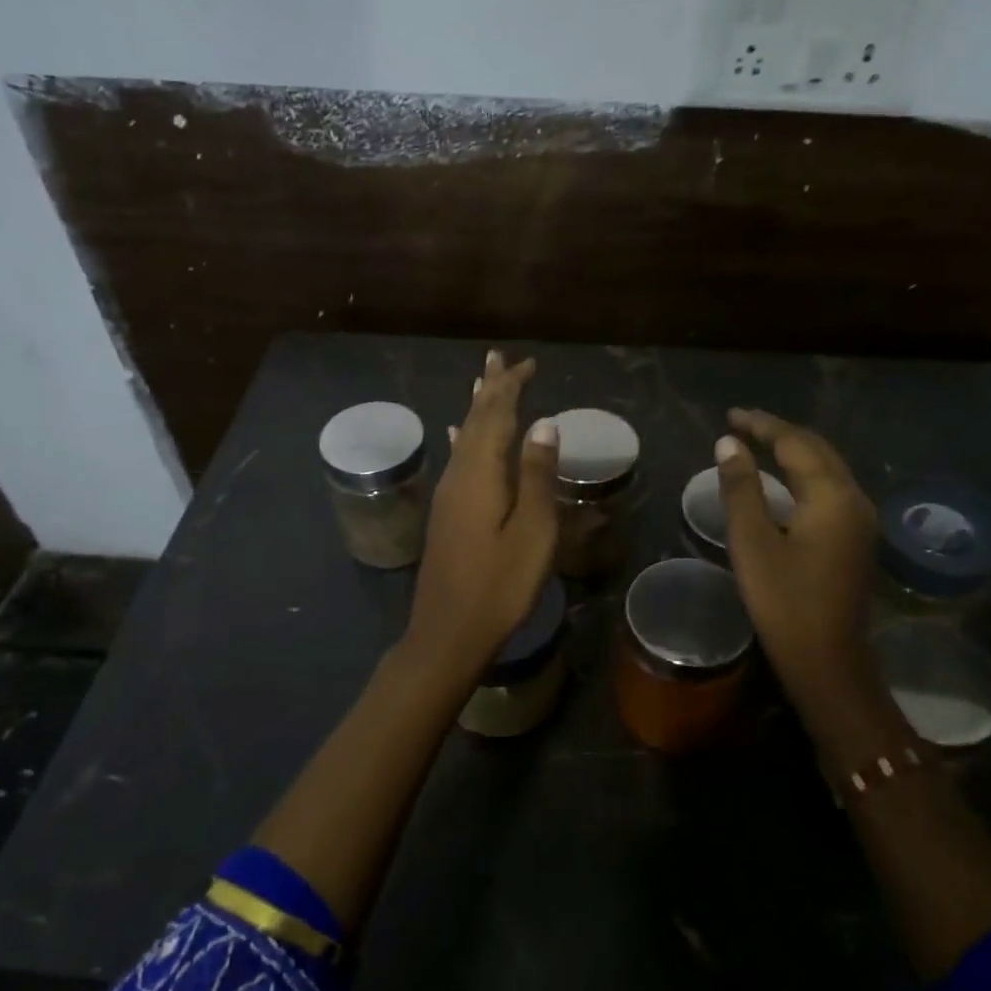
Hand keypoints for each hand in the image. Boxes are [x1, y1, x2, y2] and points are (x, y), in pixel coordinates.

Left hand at [403, 350, 558, 678]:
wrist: (448, 633)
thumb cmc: (499, 586)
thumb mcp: (531, 532)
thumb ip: (536, 476)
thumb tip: (543, 424)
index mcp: (480, 474)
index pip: (496, 416)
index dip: (510, 388)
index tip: (526, 363)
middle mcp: (458, 475)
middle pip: (475, 421)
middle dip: (490, 389)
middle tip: (498, 357)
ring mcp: (449, 495)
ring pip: (465, 438)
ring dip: (477, 409)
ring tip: (482, 383)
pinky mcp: (447, 514)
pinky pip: (459, 459)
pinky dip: (466, 439)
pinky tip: (459, 435)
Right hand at [714, 408, 878, 709]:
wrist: (828, 660)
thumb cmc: (783, 601)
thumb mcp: (752, 541)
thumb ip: (741, 488)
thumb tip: (729, 444)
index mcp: (831, 496)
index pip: (795, 444)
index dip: (761, 425)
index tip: (730, 415)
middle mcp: (854, 499)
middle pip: (817, 450)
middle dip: (779, 433)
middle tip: (742, 424)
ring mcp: (860, 520)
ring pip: (827, 469)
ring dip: (794, 451)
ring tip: (758, 443)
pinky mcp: (857, 539)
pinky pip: (830, 488)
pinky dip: (804, 474)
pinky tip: (784, 479)